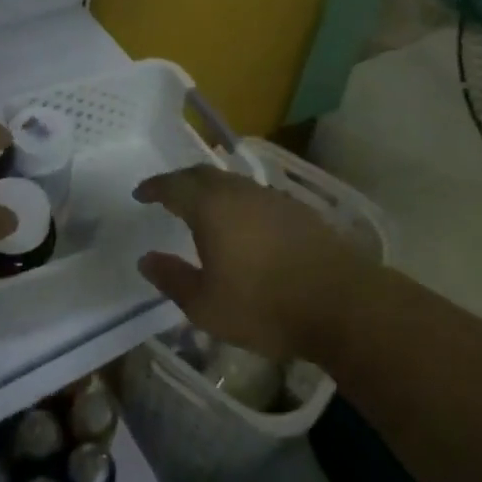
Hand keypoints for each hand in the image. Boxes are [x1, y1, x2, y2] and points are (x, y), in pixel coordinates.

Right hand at [134, 165, 360, 362]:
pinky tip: (243, 224)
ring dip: (211, 190)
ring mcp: (271, 197)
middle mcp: (239, 191)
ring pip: (232, 183)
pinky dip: (238, 202)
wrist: (341, 303)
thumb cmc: (264, 306)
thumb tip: (146, 259)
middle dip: (181, 181)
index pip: (174, 185)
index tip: (140, 193)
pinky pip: (255, 196)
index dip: (154, 187)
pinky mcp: (297, 210)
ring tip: (203, 209)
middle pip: (202, 175)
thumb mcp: (206, 305)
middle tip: (168, 194)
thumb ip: (172, 278)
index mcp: (210, 207)